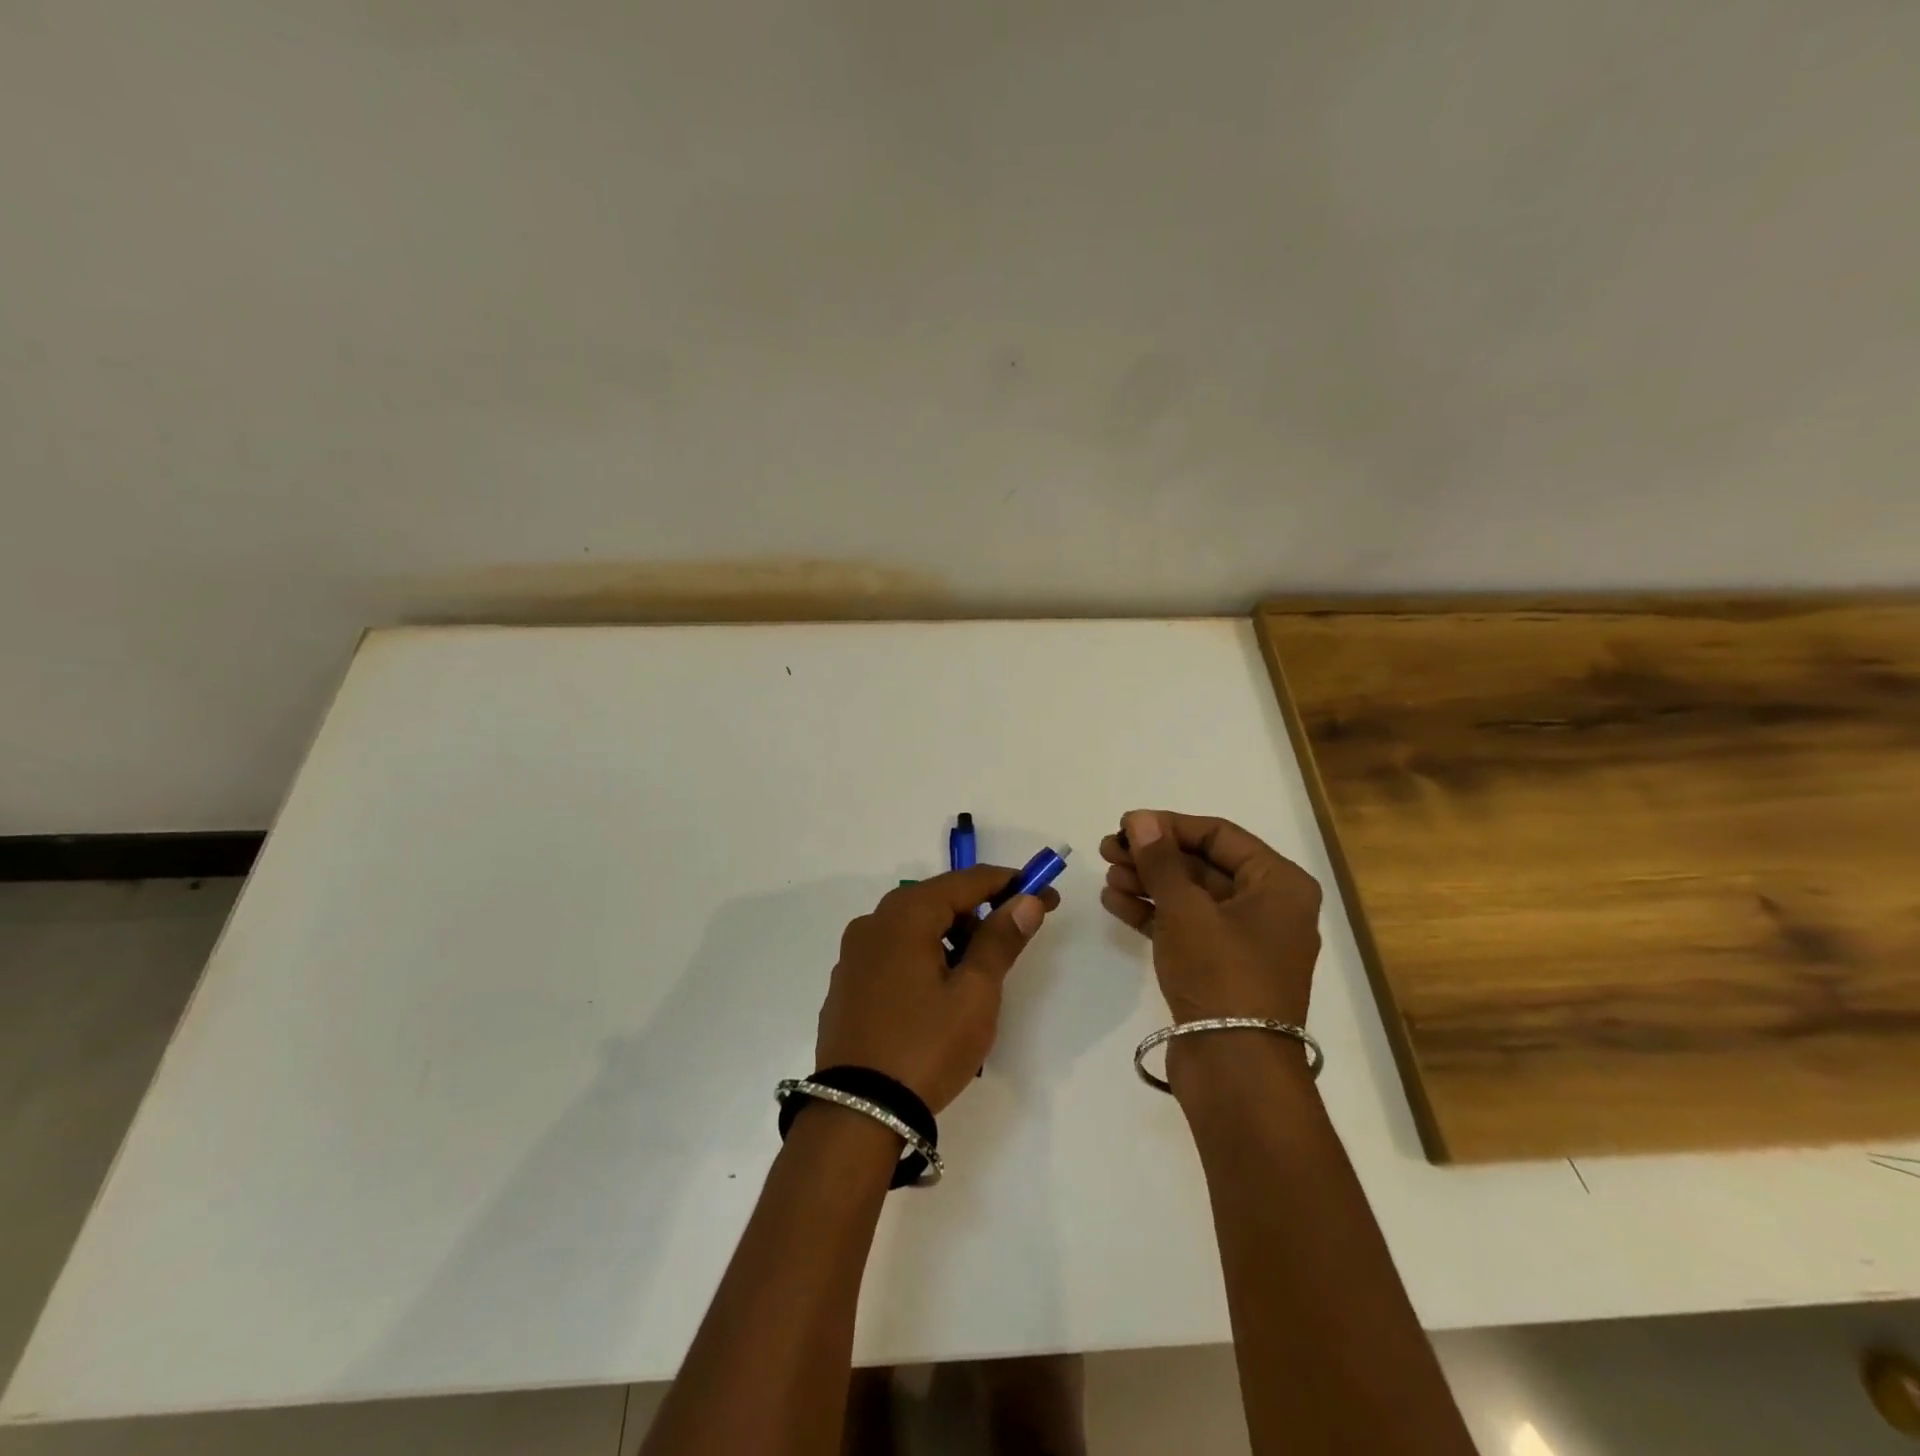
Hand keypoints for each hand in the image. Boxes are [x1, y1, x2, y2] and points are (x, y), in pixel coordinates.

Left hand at [816, 868, 1056, 1113]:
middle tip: (1016, 937)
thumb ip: (1000, 940)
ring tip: (979, 974)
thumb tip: (1027, 900)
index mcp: (905, 915)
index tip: (1046, 895)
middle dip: (981, 912)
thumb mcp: (975, 993)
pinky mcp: (847, 984)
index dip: (1011, 884)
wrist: (857, 1115)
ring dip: (952, 937)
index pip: (966, 881)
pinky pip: (894, 953)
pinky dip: (924, 956)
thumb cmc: (925, 1046)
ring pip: (915, 928)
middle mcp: (873, 922)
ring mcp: (854, 954)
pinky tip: (939, 992)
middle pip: (938, 900)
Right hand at [1098, 810, 1320, 1027]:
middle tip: (1107, 849)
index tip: (1125, 824)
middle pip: (1203, 865)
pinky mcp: (1222, 968)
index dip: (1169, 825)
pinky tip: (1115, 902)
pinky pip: (1186, 927)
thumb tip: (1141, 819)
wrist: (1235, 1069)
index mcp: (1279, 884)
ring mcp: (1245, 940)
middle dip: (1154, 856)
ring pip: (1191, 897)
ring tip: (1107, 875)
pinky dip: (1153, 914)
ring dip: (1149, 883)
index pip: (1219, 835)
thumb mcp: (1186, 910)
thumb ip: (1160, 860)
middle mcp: (1268, 907)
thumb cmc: (1221, 974)